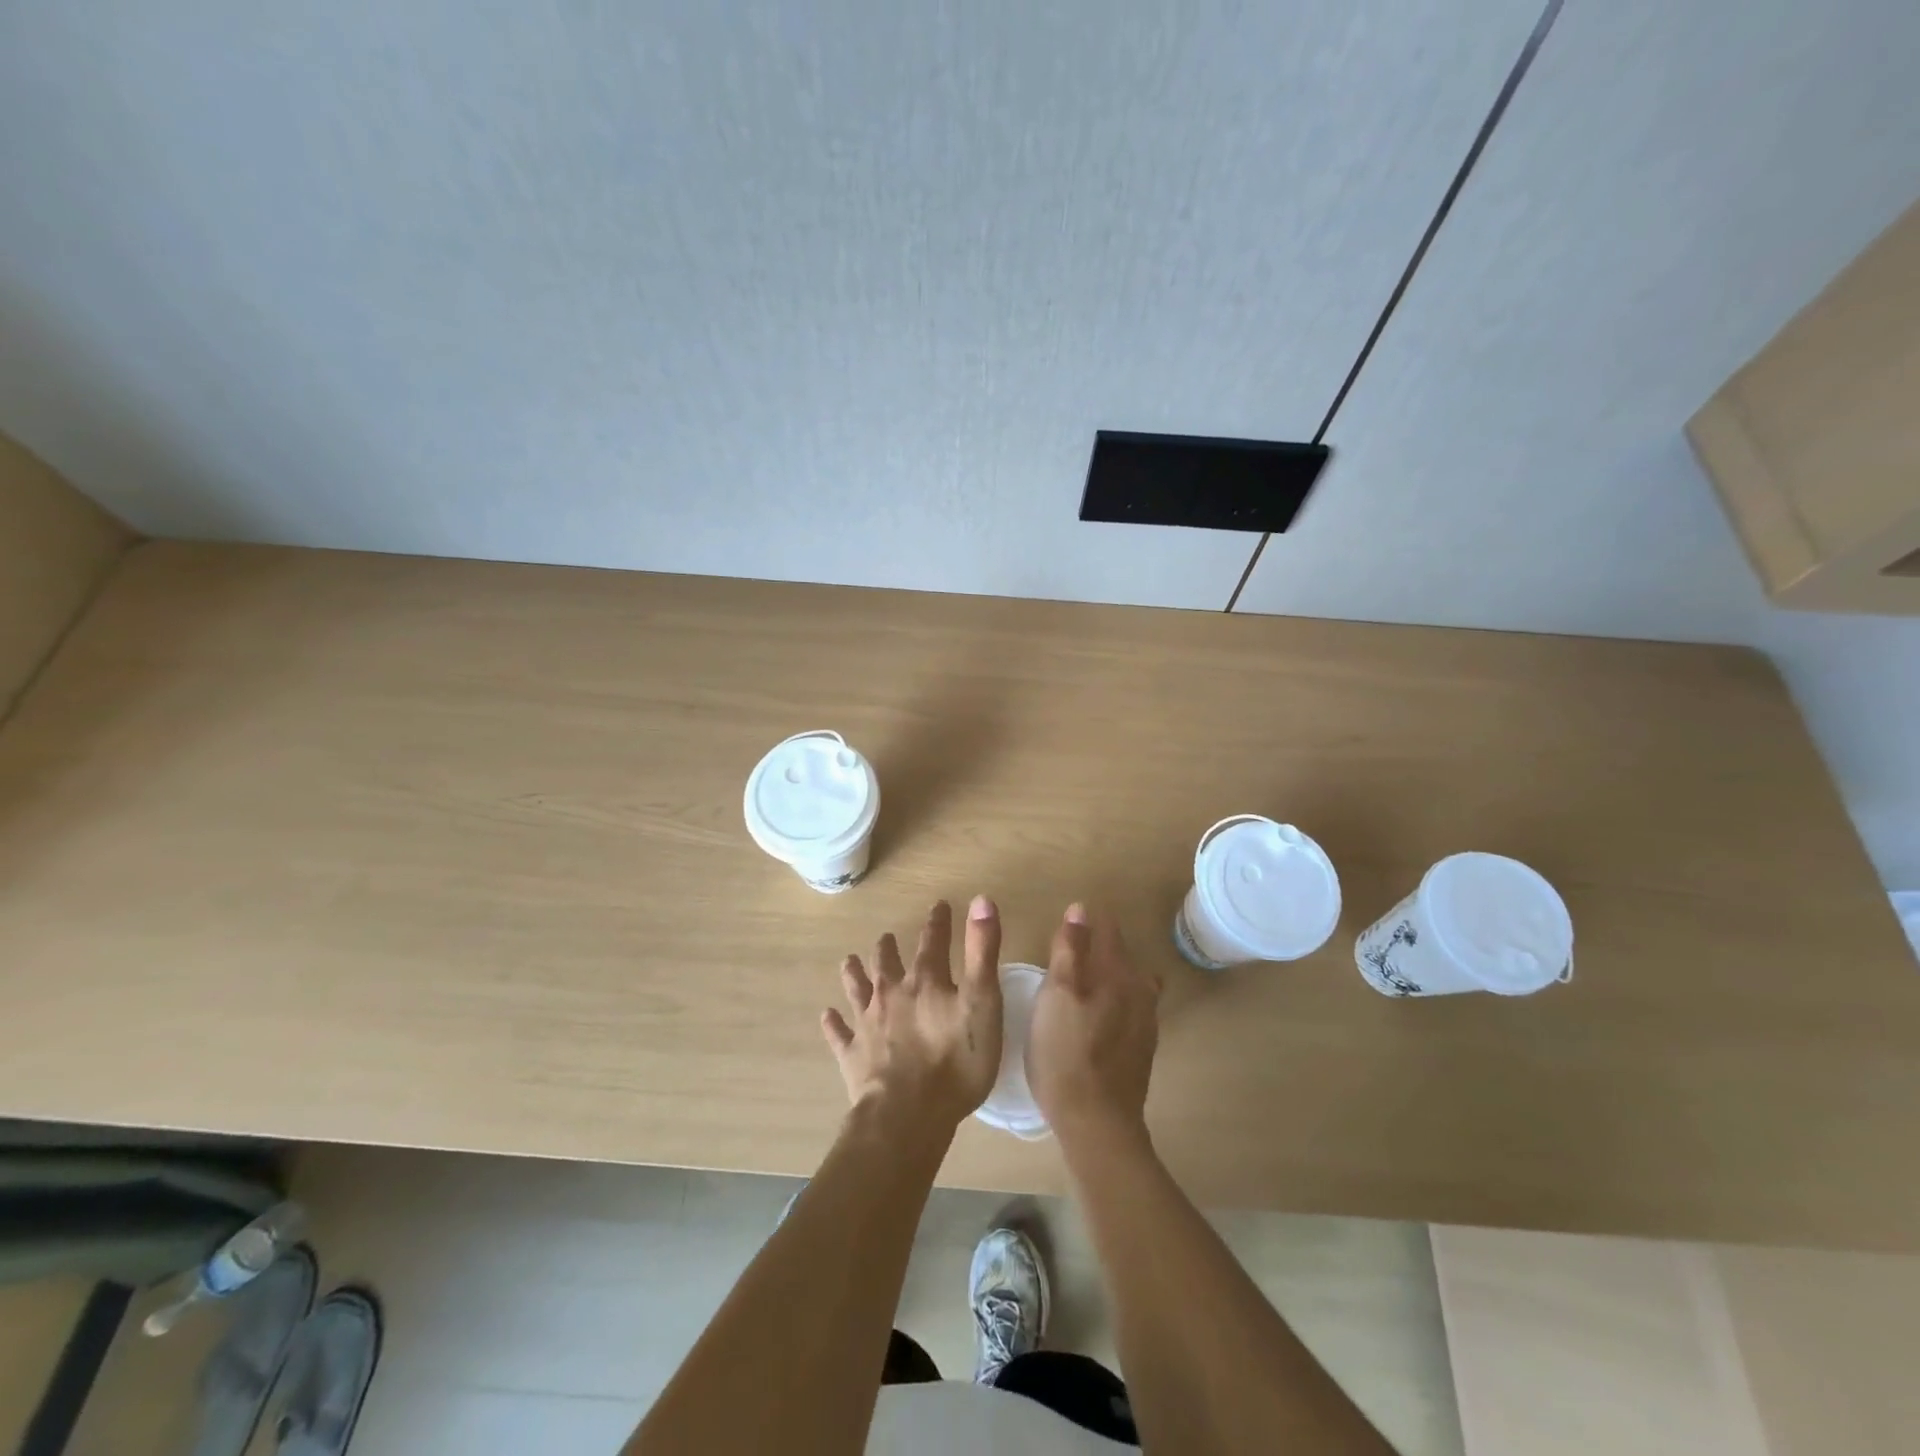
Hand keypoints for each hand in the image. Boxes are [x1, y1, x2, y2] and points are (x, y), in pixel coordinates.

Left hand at [823, 897, 1004, 1137]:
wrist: (907, 1115)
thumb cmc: (955, 1061)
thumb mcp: (982, 1002)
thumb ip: (982, 951)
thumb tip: (981, 899)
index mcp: (926, 981)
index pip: (933, 942)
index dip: (938, 922)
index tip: (939, 906)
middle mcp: (892, 994)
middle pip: (887, 963)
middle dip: (888, 948)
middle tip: (886, 937)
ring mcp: (868, 1024)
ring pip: (857, 989)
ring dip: (854, 974)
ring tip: (849, 961)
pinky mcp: (852, 1055)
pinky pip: (839, 1034)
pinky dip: (834, 1023)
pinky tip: (827, 1015)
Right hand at [1028, 903, 1159, 1147]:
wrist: (1097, 1123)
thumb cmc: (1066, 1053)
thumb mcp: (1057, 995)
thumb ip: (1069, 949)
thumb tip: (1081, 909)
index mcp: (1118, 974)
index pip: (1108, 931)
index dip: (1091, 922)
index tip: (1073, 919)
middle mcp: (1140, 992)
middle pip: (1123, 957)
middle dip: (1103, 948)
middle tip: (1073, 950)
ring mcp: (1146, 1023)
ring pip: (1132, 985)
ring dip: (1113, 977)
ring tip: (1088, 983)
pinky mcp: (1142, 1051)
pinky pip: (1132, 1012)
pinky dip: (1118, 1004)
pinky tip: (1101, 1019)